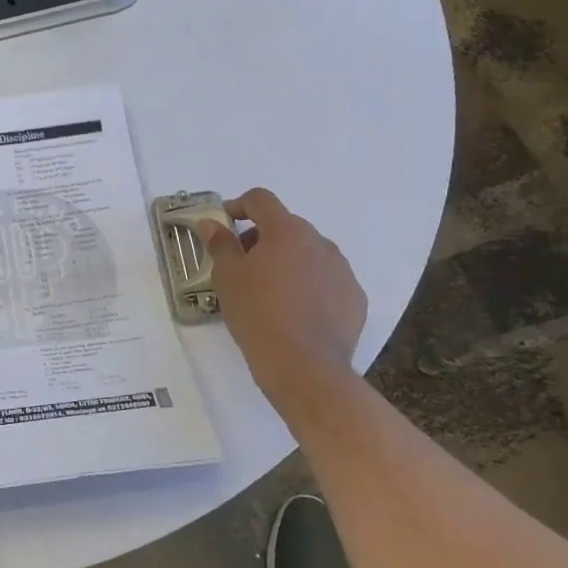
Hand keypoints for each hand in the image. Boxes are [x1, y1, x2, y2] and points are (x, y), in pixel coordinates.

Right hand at [198, 188, 366, 394]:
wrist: (304, 367)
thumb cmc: (258, 315)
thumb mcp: (227, 278)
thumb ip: (220, 244)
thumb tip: (212, 223)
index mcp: (286, 231)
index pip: (260, 200)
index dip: (238, 206)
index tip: (224, 224)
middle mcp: (319, 242)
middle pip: (285, 226)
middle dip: (261, 238)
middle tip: (242, 265)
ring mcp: (342, 270)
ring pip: (308, 253)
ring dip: (287, 261)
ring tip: (270, 292)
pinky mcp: (355, 297)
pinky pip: (326, 279)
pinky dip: (309, 285)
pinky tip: (296, 311)